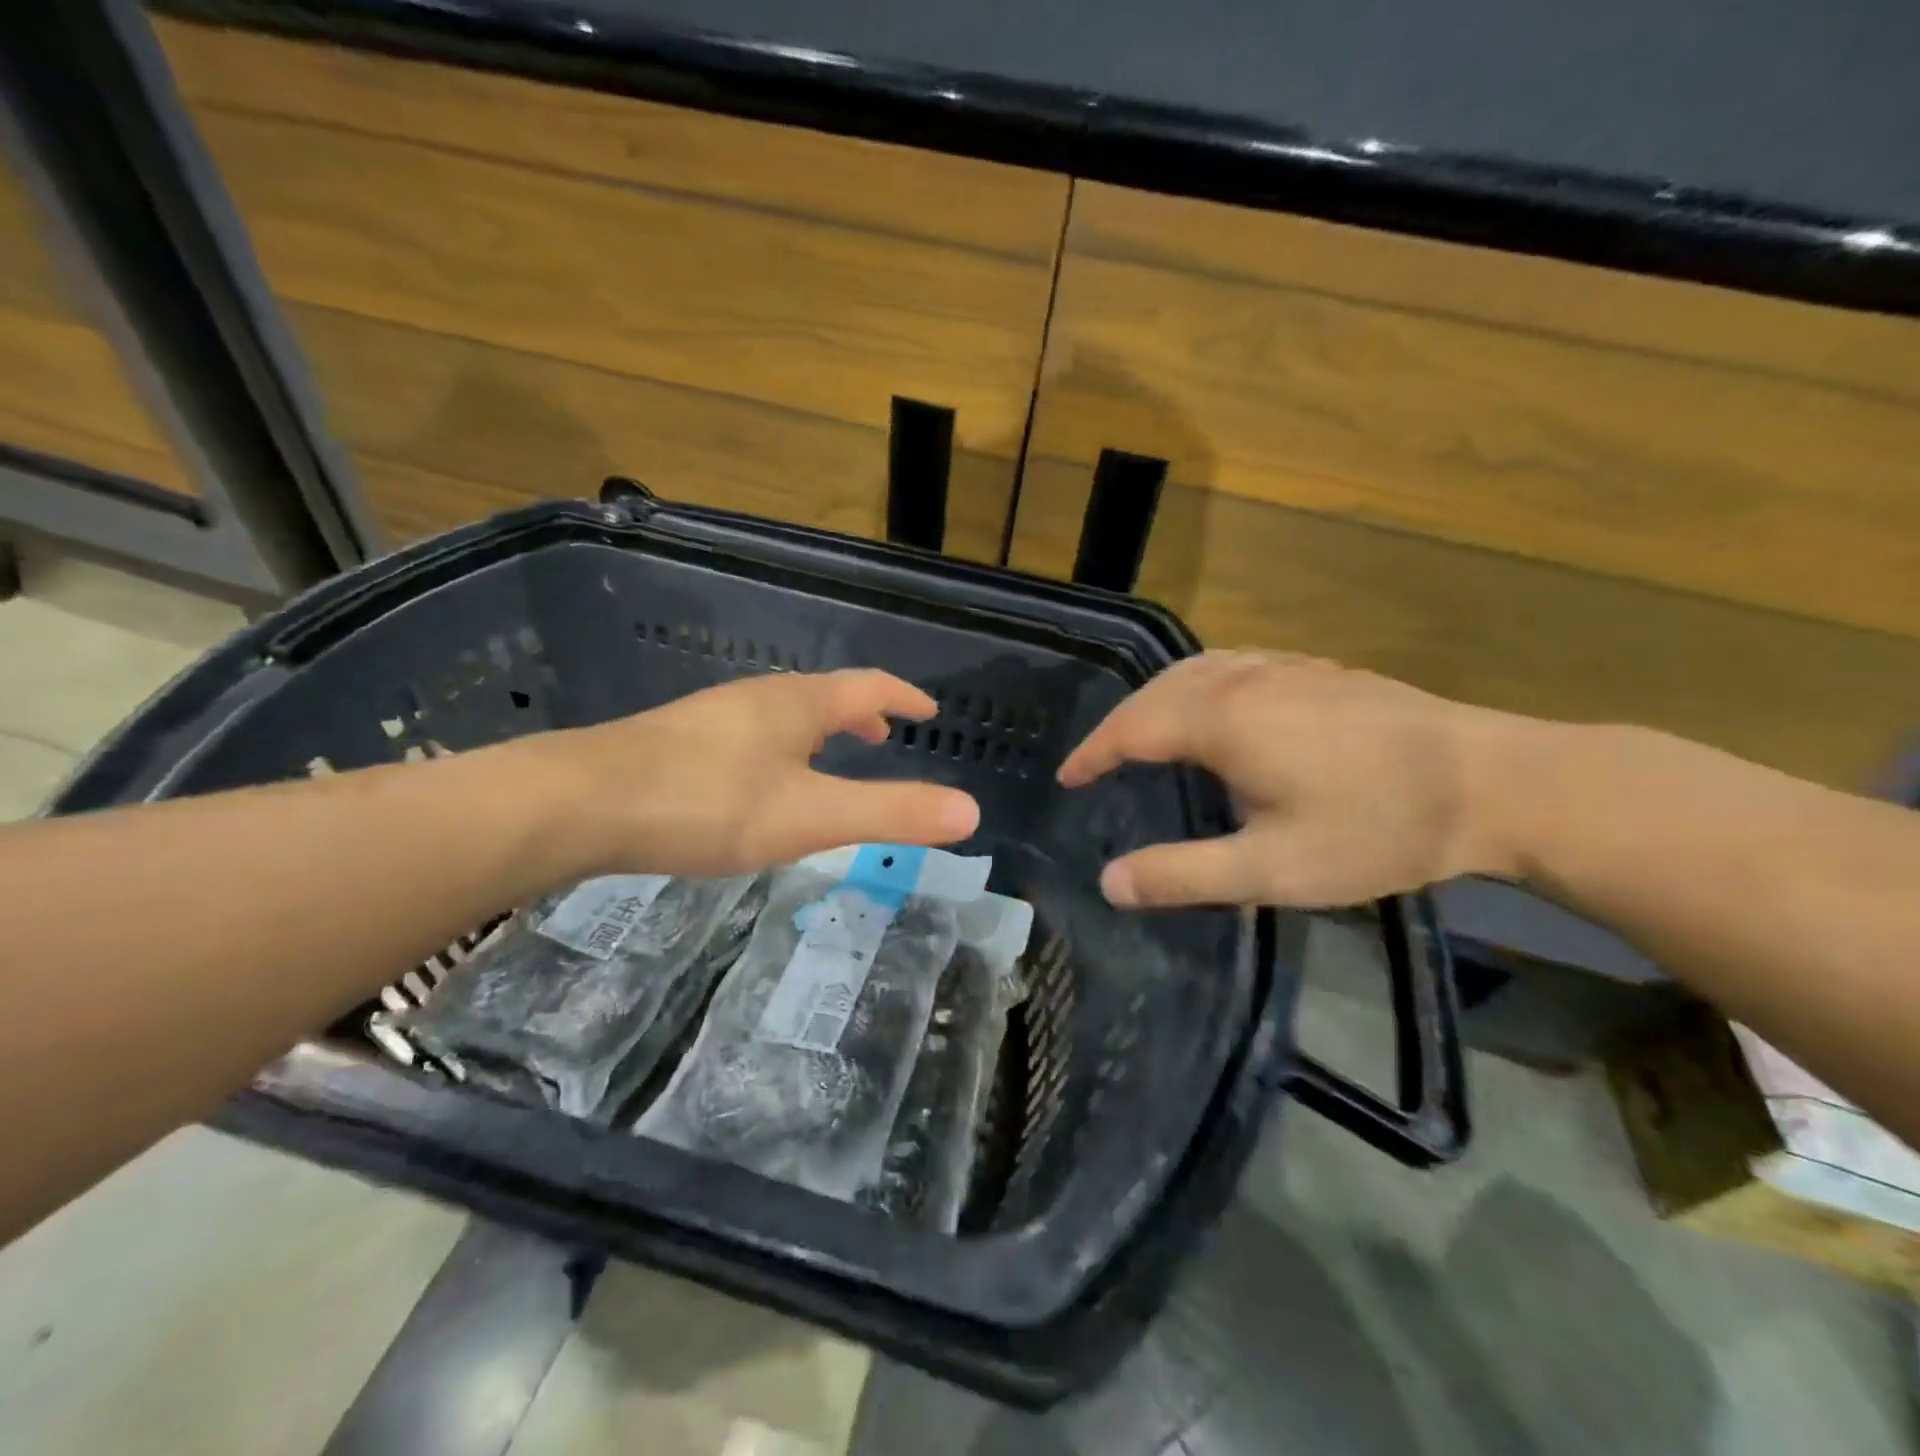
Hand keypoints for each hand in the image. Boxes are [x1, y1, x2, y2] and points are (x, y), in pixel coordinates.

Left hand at [524, 670, 979, 878]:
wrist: (582, 803)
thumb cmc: (708, 802)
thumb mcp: (811, 815)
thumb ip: (891, 813)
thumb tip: (970, 810)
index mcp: (798, 704)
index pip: (867, 687)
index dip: (902, 698)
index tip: (926, 711)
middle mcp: (757, 698)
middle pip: (823, 696)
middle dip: (859, 715)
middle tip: (880, 738)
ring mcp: (713, 717)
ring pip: (782, 715)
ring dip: (817, 731)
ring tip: (827, 760)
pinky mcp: (677, 742)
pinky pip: (749, 736)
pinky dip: (779, 749)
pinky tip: (757, 785)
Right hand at [1057, 652, 1529, 908]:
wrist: (1494, 782)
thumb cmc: (1376, 827)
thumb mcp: (1272, 869)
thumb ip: (1183, 873)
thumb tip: (1108, 882)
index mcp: (1222, 719)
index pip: (1131, 728)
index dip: (1093, 753)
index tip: (1066, 777)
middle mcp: (1243, 679)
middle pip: (1157, 692)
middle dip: (1118, 725)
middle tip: (1097, 763)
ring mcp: (1284, 667)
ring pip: (1194, 670)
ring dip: (1155, 699)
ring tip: (1142, 733)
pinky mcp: (1317, 669)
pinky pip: (1231, 665)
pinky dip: (1196, 684)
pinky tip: (1214, 704)